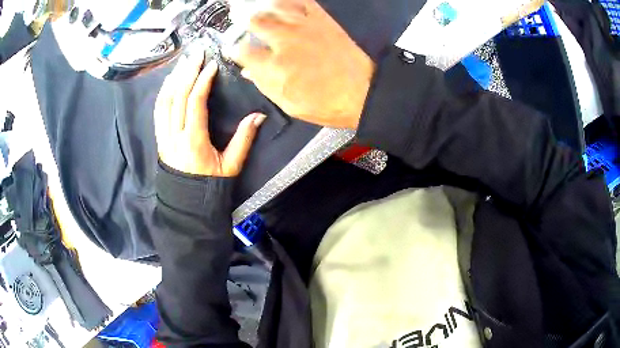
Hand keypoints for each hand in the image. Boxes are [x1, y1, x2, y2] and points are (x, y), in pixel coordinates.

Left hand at [154, 51, 265, 176]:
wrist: (188, 204)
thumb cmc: (210, 186)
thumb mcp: (231, 166)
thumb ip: (243, 139)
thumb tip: (258, 115)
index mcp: (194, 141)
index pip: (195, 103)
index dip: (202, 81)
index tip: (212, 65)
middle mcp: (175, 135)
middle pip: (178, 96)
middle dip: (187, 72)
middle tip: (197, 53)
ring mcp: (164, 136)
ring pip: (165, 101)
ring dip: (174, 78)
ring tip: (184, 62)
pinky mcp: (159, 138)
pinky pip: (158, 111)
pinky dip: (163, 92)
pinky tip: (170, 81)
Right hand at [225, 0, 374, 128]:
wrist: (362, 92)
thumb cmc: (325, 104)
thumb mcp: (289, 104)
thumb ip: (264, 84)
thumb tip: (248, 70)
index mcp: (274, 66)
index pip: (242, 50)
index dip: (233, 48)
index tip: (233, 49)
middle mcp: (284, 41)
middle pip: (254, 20)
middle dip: (243, 20)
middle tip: (241, 19)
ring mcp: (303, 26)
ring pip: (275, 6)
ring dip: (262, 6)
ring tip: (258, 7)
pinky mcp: (321, 19)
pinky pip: (301, 1)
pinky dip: (289, 0)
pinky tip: (283, 2)